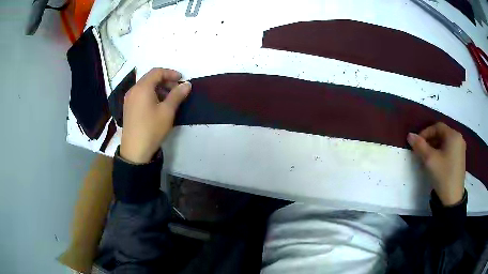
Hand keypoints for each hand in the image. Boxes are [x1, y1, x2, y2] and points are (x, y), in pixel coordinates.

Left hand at [120, 68, 190, 162]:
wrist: (135, 150)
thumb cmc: (152, 128)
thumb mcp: (167, 111)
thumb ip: (177, 95)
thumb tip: (187, 84)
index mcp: (142, 87)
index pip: (157, 72)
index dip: (170, 73)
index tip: (182, 79)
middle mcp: (133, 90)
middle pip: (150, 78)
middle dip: (165, 80)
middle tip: (177, 90)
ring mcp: (129, 99)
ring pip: (145, 86)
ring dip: (158, 88)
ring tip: (169, 98)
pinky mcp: (128, 108)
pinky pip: (140, 94)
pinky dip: (151, 94)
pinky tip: (157, 105)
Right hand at [407, 122, 465, 205]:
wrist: (453, 198)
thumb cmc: (443, 175)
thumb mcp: (430, 160)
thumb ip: (420, 146)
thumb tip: (410, 135)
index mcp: (453, 135)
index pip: (437, 127)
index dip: (426, 132)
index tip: (417, 143)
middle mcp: (459, 138)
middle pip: (442, 133)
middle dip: (430, 140)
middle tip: (421, 151)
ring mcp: (461, 148)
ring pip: (445, 141)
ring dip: (435, 146)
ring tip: (428, 157)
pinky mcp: (460, 158)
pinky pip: (449, 148)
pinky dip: (441, 151)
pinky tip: (437, 161)